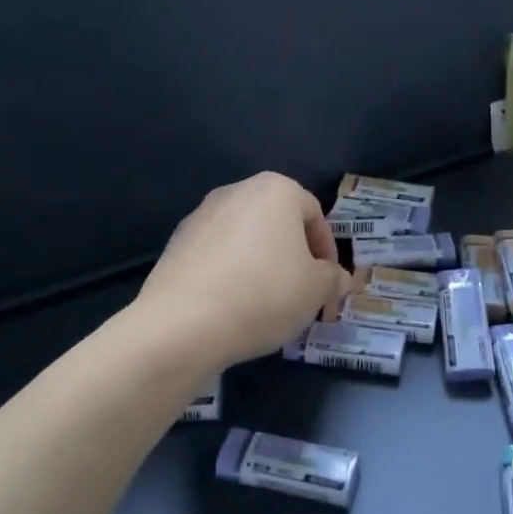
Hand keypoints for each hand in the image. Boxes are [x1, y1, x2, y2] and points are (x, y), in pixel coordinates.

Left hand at [137, 172, 350, 368]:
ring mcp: (200, 216)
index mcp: (276, 190)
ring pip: (245, 239)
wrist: (184, 323)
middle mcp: (236, 192)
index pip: (314, 214)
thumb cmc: (265, 294)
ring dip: (261, 264)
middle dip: (293, 255)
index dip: (327, 250)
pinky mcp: (175, 244)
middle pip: (277, 223)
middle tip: (301, 292)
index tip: (328, 282)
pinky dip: (231, 274)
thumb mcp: (317, 290)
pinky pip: (217, 256)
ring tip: (267, 303)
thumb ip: (333, 279)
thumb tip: (337, 278)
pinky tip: (233, 306)